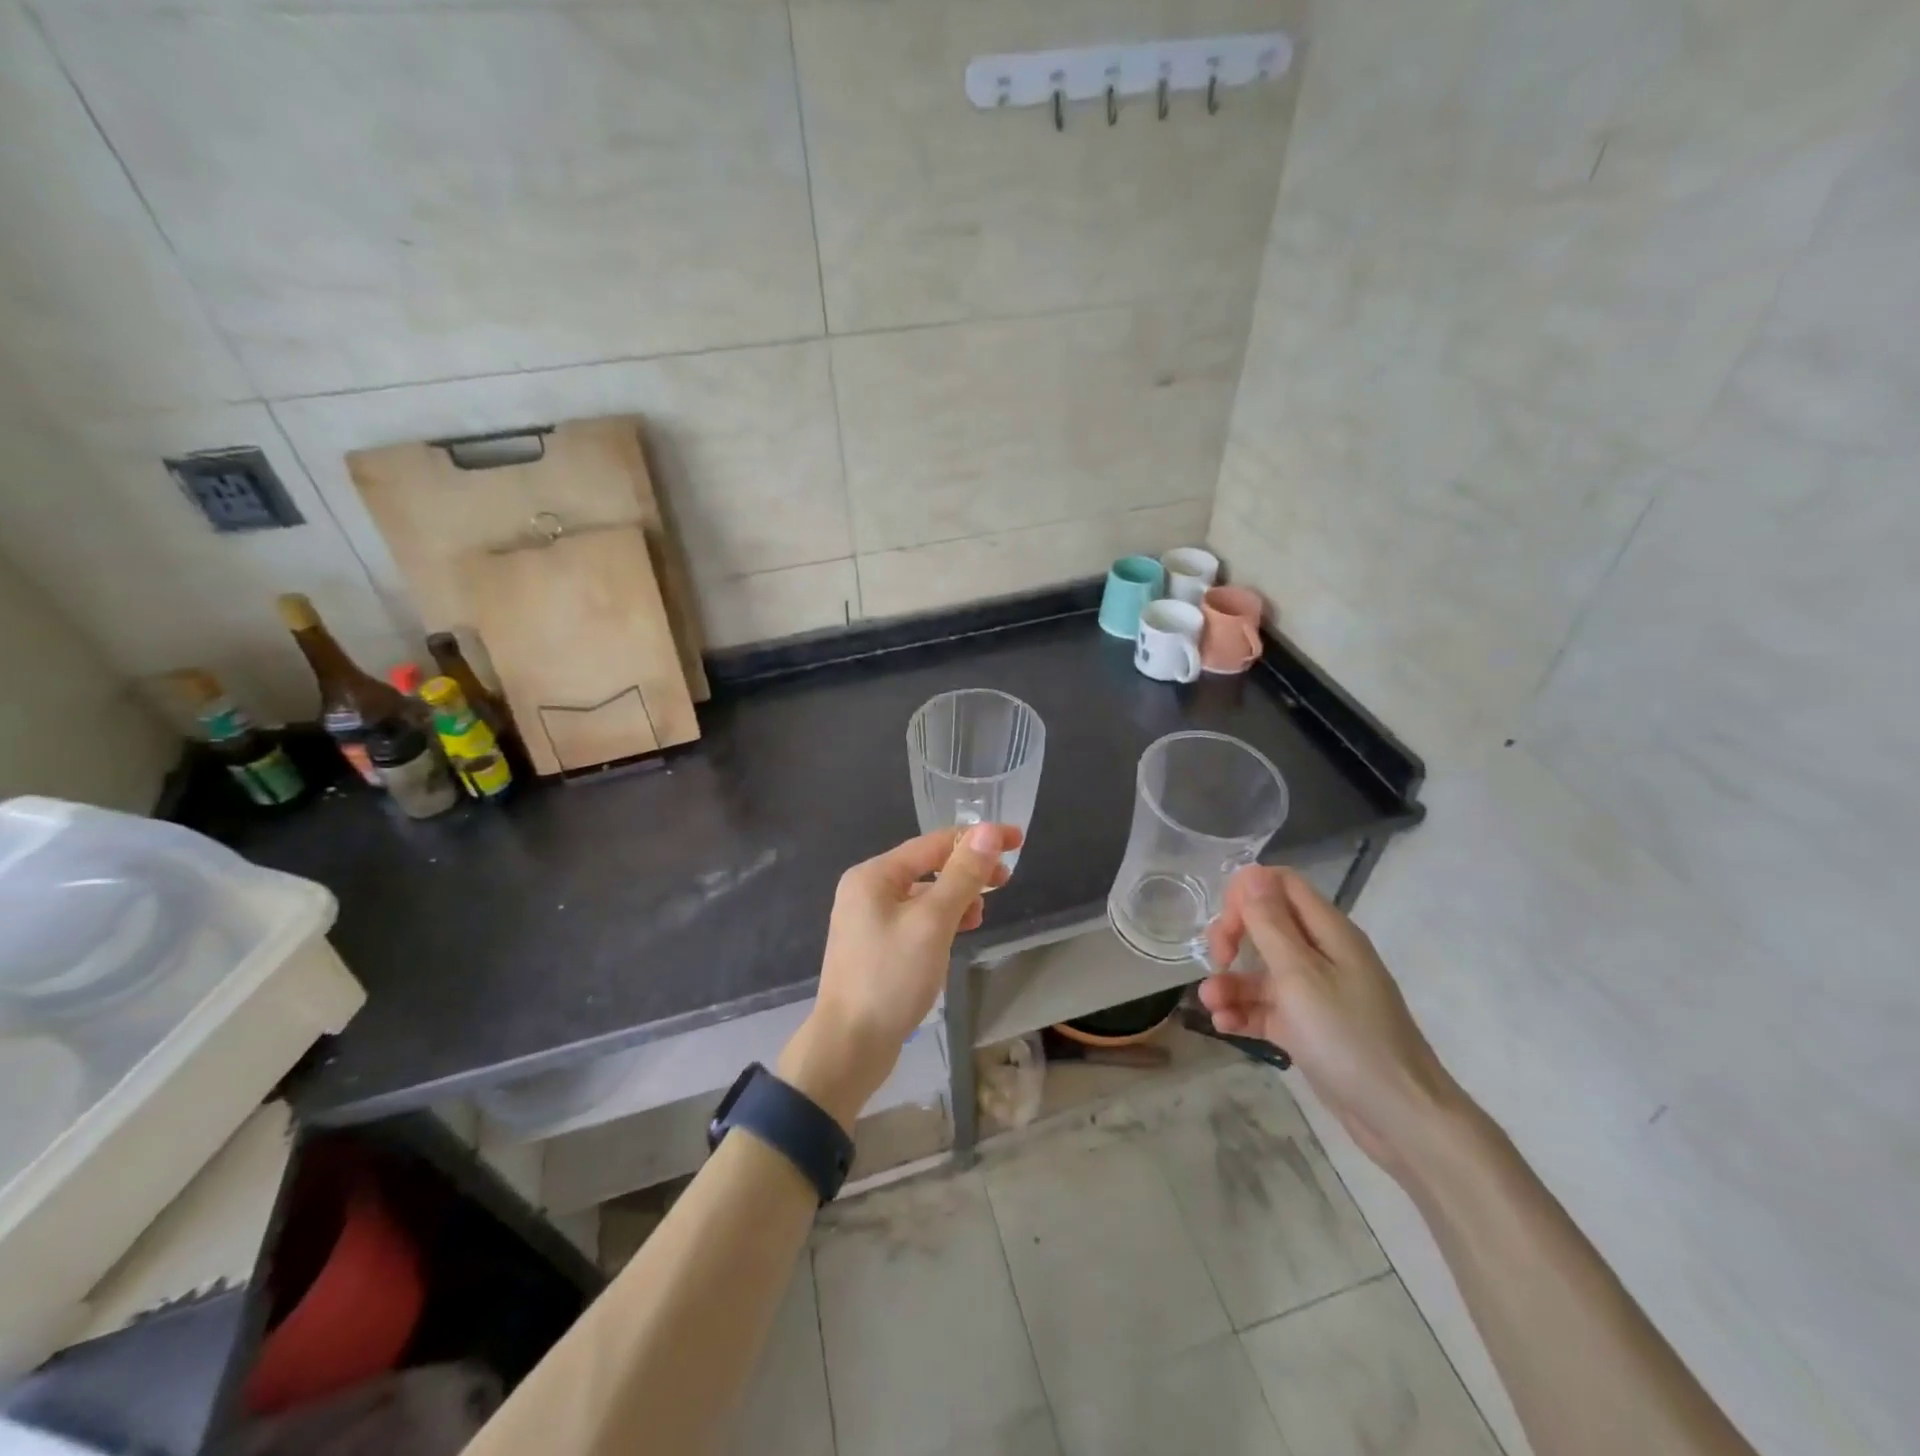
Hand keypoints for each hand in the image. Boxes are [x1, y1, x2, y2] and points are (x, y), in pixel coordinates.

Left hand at [779, 824, 1019, 1129]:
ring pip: (923, 895)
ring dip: (956, 897)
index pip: (933, 843)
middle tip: (1005, 880)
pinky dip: (941, 921)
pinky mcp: (876, 948)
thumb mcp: (933, 922)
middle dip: (967, 870)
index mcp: (873, 875)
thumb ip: (963, 875)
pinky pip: (916, 920)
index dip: (977, 839)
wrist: (849, 1047)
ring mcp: (868, 921)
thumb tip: (989, 831)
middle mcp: (866, 890)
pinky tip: (958, 934)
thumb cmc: (891, 978)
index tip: (1016, 840)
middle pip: (927, 866)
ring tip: (981, 914)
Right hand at [1199, 866, 1465, 1180]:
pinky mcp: (1308, 1027)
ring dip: (1231, 982)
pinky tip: (1224, 1026)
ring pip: (1261, 970)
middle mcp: (1322, 954)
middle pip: (1266, 923)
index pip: (1281, 884)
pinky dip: (1244, 1012)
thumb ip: (1270, 924)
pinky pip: (1267, 1007)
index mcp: (1328, 932)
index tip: (1228, 924)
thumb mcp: (1300, 975)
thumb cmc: (1348, 1037)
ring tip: (1211, 1005)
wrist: (1400, 1118)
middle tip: (1218, 959)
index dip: (1247, 893)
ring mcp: (1315, 992)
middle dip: (1233, 936)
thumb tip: (1252, 872)